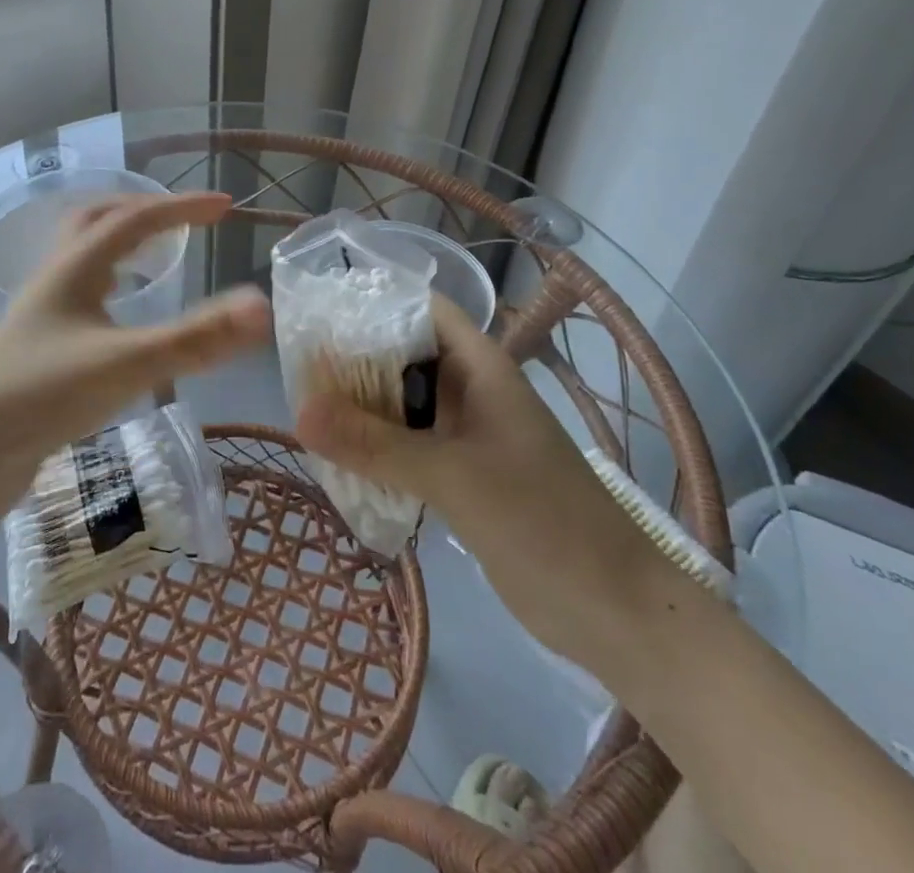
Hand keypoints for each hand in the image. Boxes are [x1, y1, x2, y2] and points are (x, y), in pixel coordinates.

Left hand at [0, 191, 271, 475]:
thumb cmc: (43, 398)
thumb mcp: (126, 365)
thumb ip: (195, 338)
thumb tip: (260, 306)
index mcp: (74, 267)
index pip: (135, 219)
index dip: (182, 208)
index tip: (226, 207)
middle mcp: (55, 278)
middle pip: (98, 221)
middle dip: (145, 212)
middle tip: (185, 222)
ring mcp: (44, 312)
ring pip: (85, 257)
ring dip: (123, 245)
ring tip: (157, 258)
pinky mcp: (41, 345)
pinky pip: (81, 293)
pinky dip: (111, 284)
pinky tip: (122, 316)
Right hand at [294, 295, 665, 659]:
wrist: (615, 612)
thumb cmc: (542, 522)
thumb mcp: (452, 476)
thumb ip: (374, 444)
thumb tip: (297, 412)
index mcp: (481, 368)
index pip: (423, 310)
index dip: (375, 301)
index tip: (320, 310)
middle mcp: (472, 392)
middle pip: (405, 356)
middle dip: (355, 358)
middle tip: (297, 366)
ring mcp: (468, 436)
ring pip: (404, 405)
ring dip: (362, 407)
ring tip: (305, 407)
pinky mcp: (463, 476)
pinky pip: (409, 447)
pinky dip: (377, 447)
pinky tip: (338, 457)